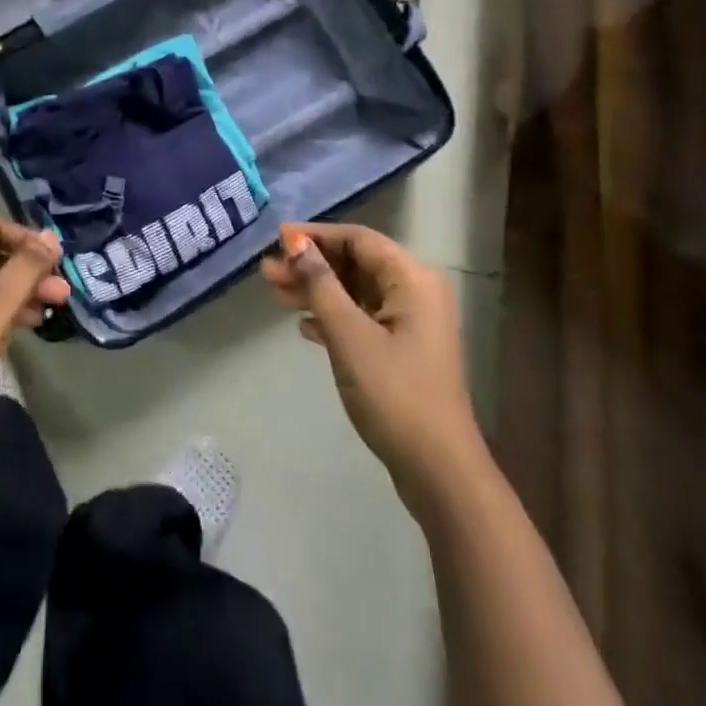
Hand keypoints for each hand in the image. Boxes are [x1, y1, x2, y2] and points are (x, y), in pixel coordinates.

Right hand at [261, 222, 480, 486]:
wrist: (437, 469)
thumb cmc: (393, 393)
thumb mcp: (349, 334)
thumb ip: (321, 284)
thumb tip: (297, 244)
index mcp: (412, 279)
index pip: (358, 239)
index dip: (316, 236)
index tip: (277, 240)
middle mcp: (415, 292)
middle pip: (355, 264)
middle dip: (311, 265)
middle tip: (268, 271)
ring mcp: (410, 323)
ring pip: (355, 292)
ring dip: (316, 291)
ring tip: (274, 293)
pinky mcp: (402, 349)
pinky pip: (362, 317)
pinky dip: (332, 316)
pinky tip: (304, 326)